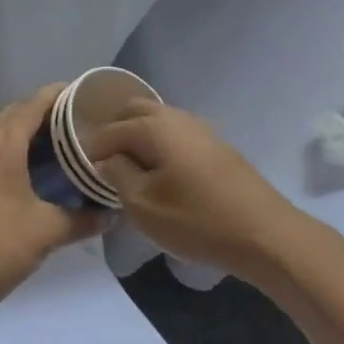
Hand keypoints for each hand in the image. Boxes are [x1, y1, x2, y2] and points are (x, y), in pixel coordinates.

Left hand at [0, 86, 107, 325]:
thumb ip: (82, 220)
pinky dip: (2, 152)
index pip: (33, 103)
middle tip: (72, 123)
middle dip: (41, 111)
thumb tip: (109, 215)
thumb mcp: (46, 234)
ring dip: (19, 131)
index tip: (83, 95)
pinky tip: (16, 176)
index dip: (59, 94)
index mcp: (2, 146)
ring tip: (48, 146)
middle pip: (12, 113)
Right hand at [84, 103, 303, 281]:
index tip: (81, 174)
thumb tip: (107, 160)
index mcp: (153, 126)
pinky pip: (175, 133)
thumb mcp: (143, 205)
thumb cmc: (196, 220)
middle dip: (114, 133)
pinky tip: (159, 172)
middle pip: (133, 111)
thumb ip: (117, 175)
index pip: (109, 130)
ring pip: (156, 120)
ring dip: (138, 137)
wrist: (262, 232)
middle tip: (102, 166)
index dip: (91, 151)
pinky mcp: (215, 144)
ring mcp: (199, 127)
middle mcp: (175, 116)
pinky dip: (158, 144)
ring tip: (128, 171)